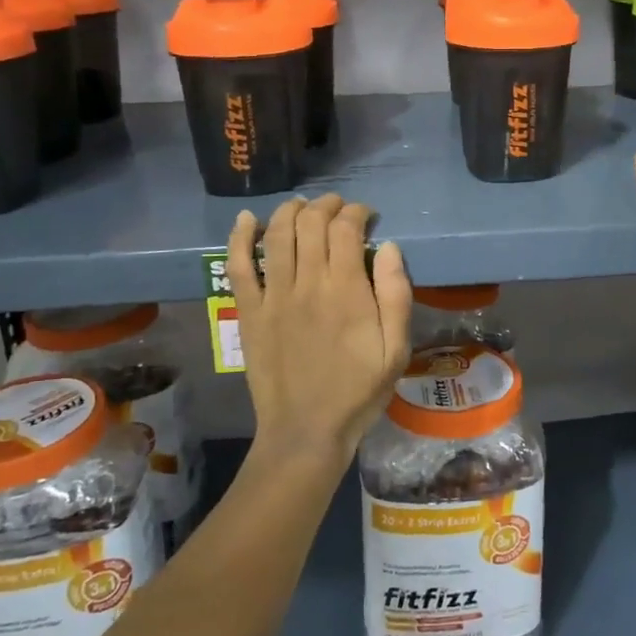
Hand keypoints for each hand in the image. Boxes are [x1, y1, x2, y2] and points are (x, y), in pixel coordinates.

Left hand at [227, 195, 412, 469]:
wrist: (306, 431)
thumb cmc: (358, 391)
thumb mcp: (397, 349)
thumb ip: (396, 295)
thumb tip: (388, 247)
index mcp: (346, 290)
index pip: (346, 229)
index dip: (357, 212)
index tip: (367, 216)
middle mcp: (307, 283)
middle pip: (311, 223)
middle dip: (327, 205)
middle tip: (339, 208)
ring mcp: (273, 296)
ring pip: (277, 235)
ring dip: (290, 211)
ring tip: (303, 205)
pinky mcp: (249, 312)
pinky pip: (239, 267)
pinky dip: (240, 238)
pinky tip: (246, 220)